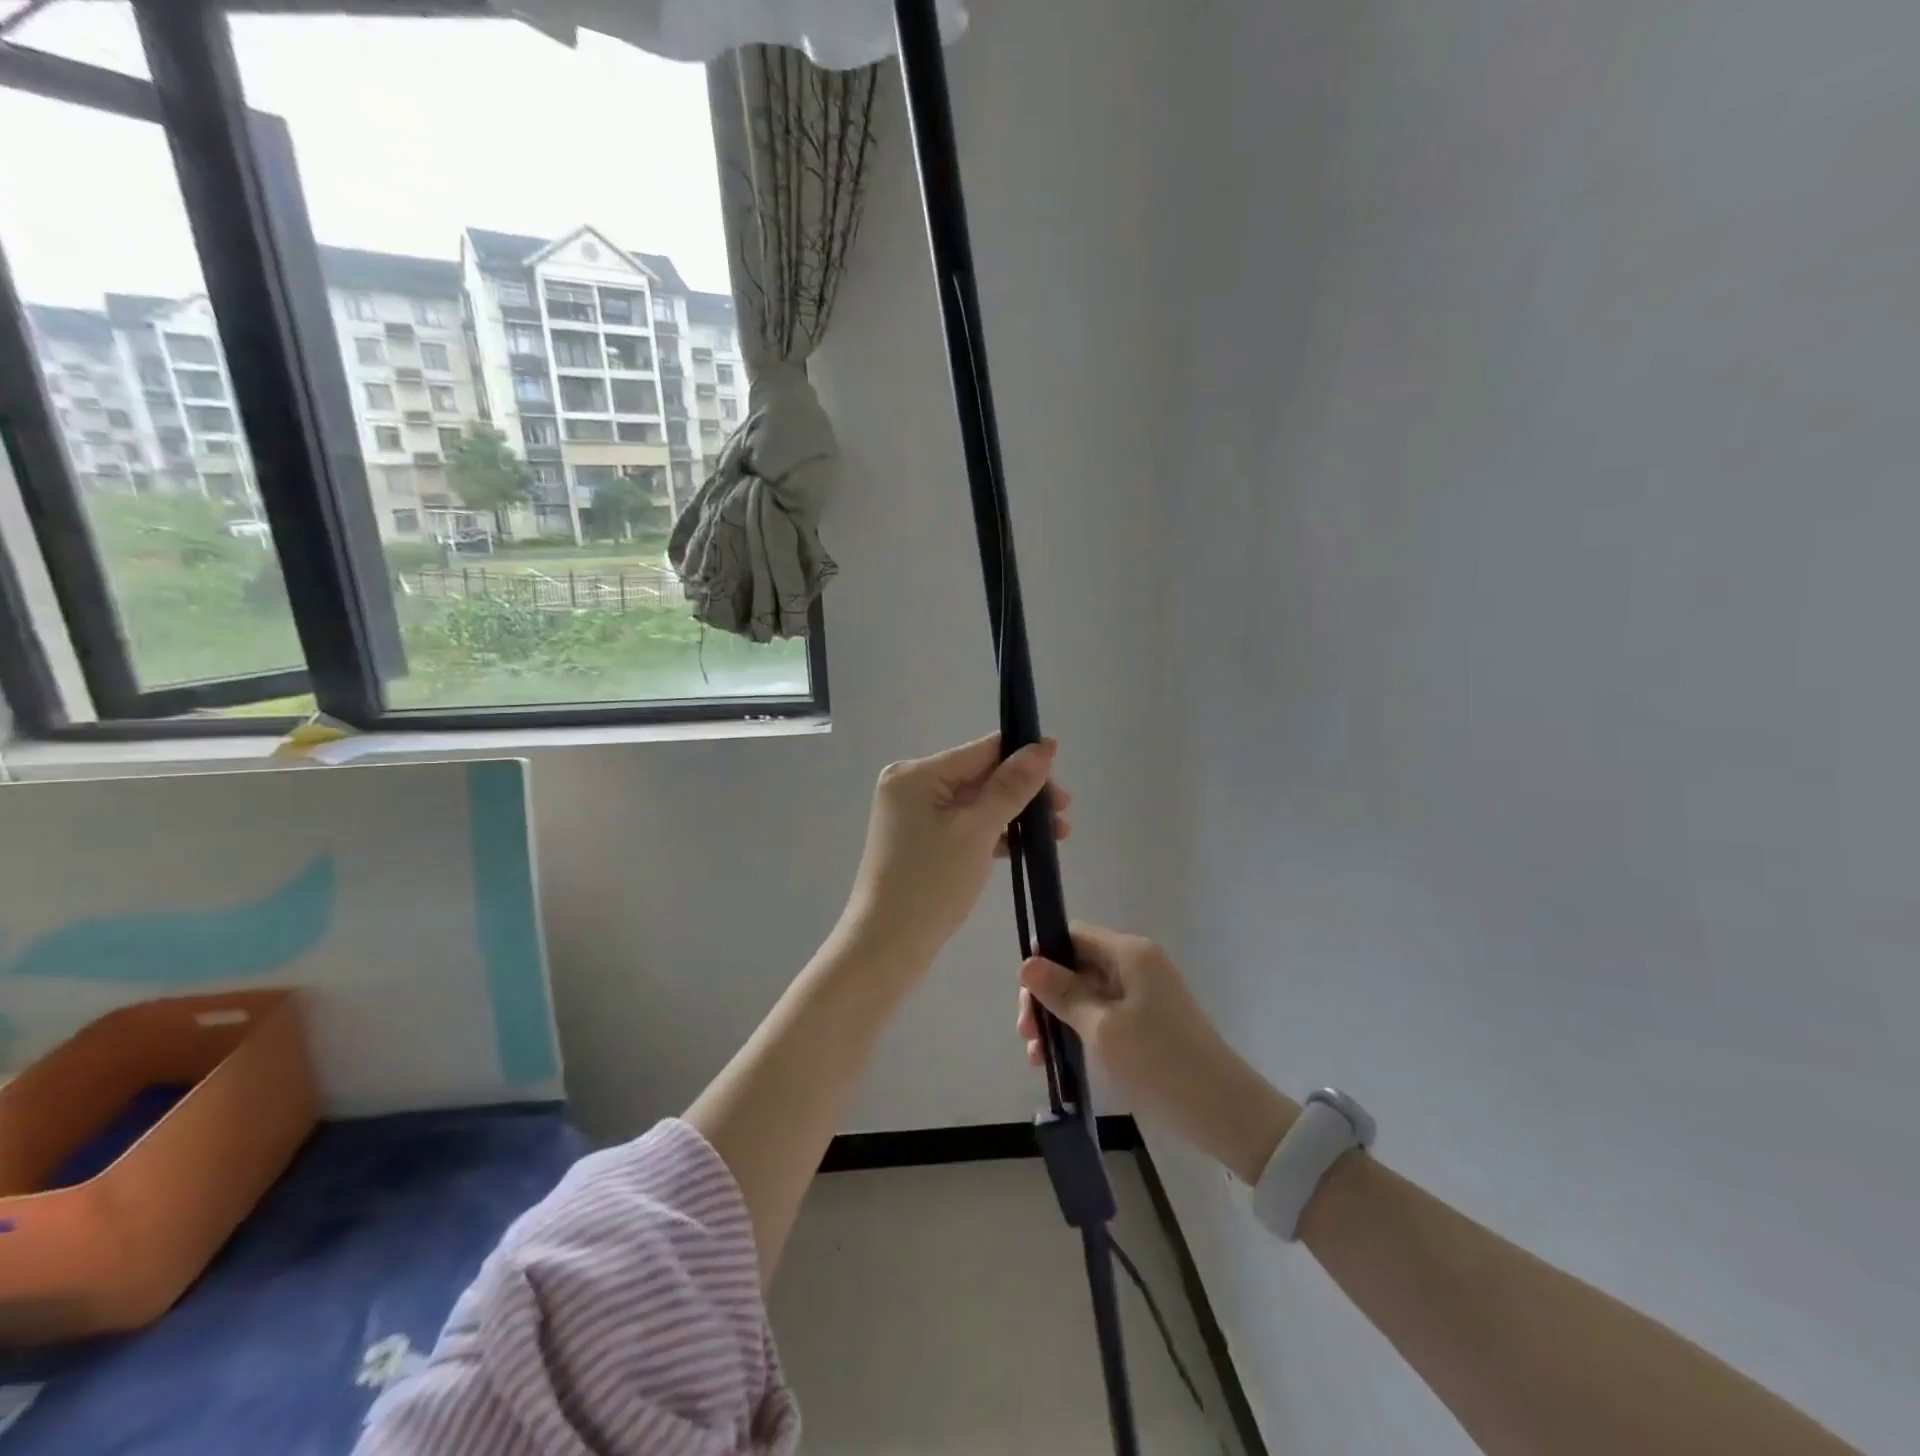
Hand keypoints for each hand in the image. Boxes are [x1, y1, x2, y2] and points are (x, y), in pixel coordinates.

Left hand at [839, 733, 1069, 967]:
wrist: (885, 948)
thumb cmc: (930, 884)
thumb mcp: (976, 831)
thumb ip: (1011, 787)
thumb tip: (1044, 746)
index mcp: (916, 774)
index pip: (982, 751)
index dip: (1024, 757)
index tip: (1062, 774)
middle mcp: (912, 785)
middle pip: (981, 775)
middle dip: (1024, 791)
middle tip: (1064, 814)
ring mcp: (915, 815)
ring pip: (977, 802)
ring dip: (1015, 814)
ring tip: (1058, 833)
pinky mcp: (922, 842)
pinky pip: (966, 825)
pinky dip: (994, 833)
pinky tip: (1027, 846)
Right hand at [1018, 924, 1295, 1182]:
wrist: (1225, 1112)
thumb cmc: (1159, 1063)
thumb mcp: (1101, 1028)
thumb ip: (1062, 993)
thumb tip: (1027, 963)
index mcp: (1130, 953)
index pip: (1073, 936)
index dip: (1044, 959)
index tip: (1024, 997)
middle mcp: (1138, 963)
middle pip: (1078, 964)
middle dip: (1047, 995)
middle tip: (1026, 1036)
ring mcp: (1146, 993)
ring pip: (1088, 992)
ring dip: (1059, 1018)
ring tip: (1038, 1057)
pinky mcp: (1150, 1021)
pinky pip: (1105, 1013)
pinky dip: (1081, 1030)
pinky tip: (1062, 1058)